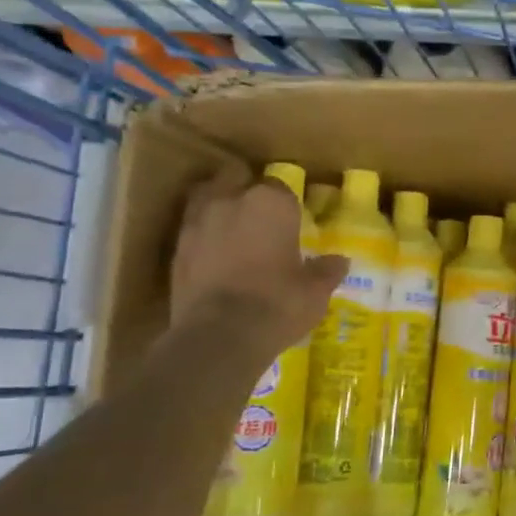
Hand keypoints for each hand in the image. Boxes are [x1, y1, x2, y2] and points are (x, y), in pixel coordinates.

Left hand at [169, 164, 346, 353]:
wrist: (218, 337)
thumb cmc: (277, 304)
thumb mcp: (314, 292)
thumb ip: (326, 271)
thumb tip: (339, 261)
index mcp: (271, 202)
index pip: (281, 187)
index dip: (286, 204)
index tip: (292, 222)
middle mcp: (231, 200)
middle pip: (235, 178)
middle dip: (244, 190)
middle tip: (258, 218)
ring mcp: (197, 222)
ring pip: (207, 199)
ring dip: (218, 209)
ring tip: (232, 232)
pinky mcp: (175, 249)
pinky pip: (192, 231)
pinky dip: (203, 239)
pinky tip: (214, 259)